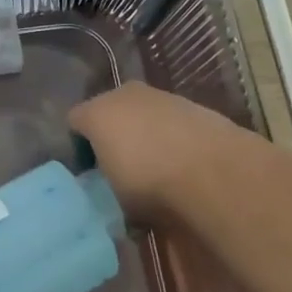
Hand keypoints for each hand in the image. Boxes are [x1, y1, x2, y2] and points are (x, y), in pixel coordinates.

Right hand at [68, 81, 249, 223]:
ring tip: (156, 171)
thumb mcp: (113, 196)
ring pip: (144, 115)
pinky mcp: (195, 106)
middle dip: (113, 136)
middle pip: (110, 114)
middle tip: (119, 169)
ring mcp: (163, 97)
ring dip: (145, 136)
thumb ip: (104, 183)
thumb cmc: (149, 182)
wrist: (215, 172)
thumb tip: (110, 189)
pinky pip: (172, 123)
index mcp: (97, 112)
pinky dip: (173, 138)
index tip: (89, 172)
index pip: (76, 122)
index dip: (79, 146)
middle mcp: (125, 95)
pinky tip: (183, 166)